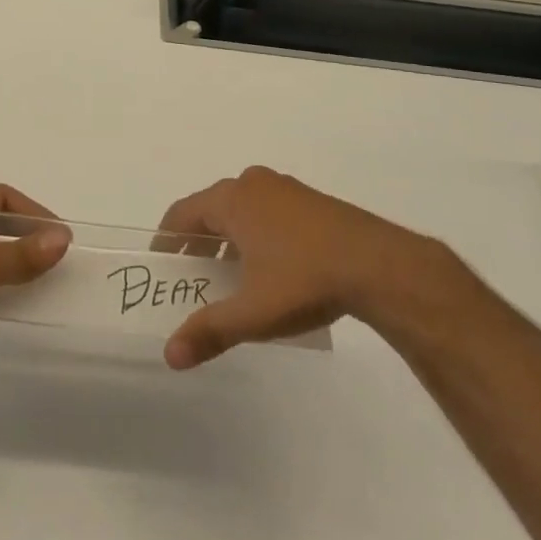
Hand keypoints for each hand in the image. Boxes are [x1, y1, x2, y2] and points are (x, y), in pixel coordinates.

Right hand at [155, 166, 447, 368]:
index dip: (167, 240)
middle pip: (211, 209)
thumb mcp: (253, 312)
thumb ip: (209, 330)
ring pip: (242, 210)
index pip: (182, 213)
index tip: (161, 265)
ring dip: (229, 240)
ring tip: (231, 279)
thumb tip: (169, 355)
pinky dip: (257, 235)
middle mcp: (253, 184)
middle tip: (193, 278)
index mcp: (231, 199)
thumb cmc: (304, 280)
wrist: (379, 265)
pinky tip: (271, 270)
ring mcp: (285, 189)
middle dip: (199, 243)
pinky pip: (268, 212)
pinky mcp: (312, 202)